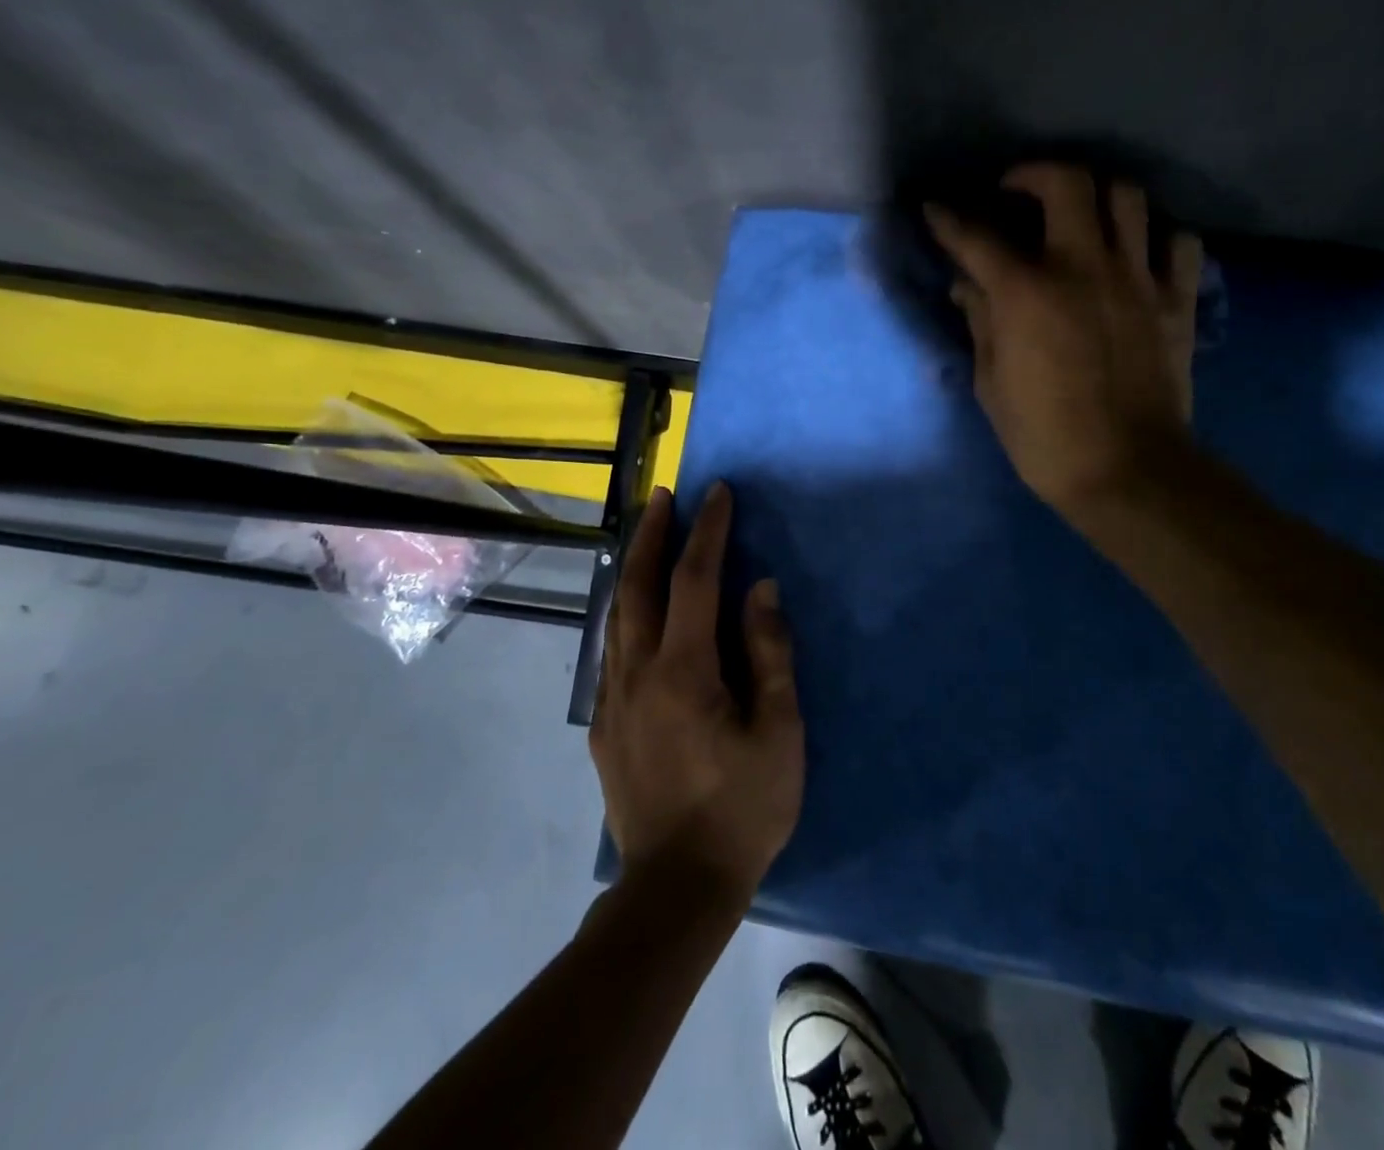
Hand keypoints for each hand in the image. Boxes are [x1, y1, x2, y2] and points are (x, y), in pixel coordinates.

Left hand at [589, 483, 803, 909]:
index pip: (694, 580)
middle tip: (664, 495)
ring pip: (616, 614)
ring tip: (647, 535)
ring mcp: (613, 699)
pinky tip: (634, 611)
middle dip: (652, 534)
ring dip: (632, 567)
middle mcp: (638, 673)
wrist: (676, 889)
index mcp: (684, 671)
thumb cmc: (742, 809)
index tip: (718, 493)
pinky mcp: (604, 725)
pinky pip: (610, 650)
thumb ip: (770, 654)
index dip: (707, 531)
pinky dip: (623, 612)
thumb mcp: (778, 732)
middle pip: (637, 586)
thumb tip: (762, 589)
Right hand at [926, 163, 1204, 520]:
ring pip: (1126, 197)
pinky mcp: (1176, 300)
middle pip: (1067, 183)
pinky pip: (1177, 241)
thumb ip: (981, 324)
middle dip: (1033, 174)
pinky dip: (1155, 236)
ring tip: (1078, 216)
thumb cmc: (1044, 437)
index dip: (949, 220)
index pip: (977, 238)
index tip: (935, 209)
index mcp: (1027, 293)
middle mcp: (1084, 267)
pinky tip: (1136, 254)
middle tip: (1015, 193)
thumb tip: (969, 286)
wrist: (1126, 471)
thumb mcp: (992, 384)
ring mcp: (1137, 279)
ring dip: (1095, 195)